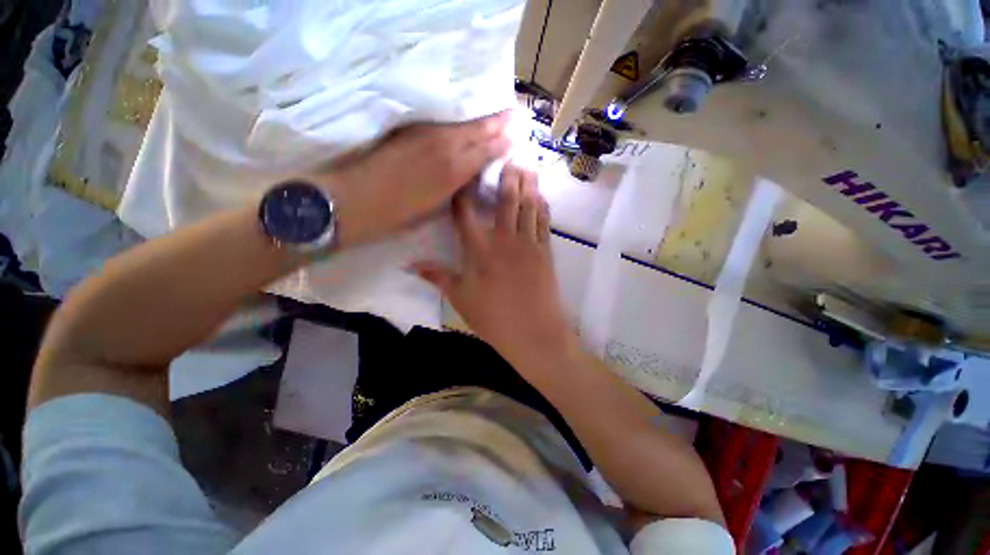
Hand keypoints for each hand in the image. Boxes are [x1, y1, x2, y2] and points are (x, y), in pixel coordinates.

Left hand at [317, 112, 510, 247]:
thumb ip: (454, 189)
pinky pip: (442, 121)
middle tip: (513, 113)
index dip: (501, 142)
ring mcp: (426, 134)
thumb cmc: (397, 214)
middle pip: (477, 129)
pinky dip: (458, 120)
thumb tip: (467, 178)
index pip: (485, 150)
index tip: (515, 134)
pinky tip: (463, 121)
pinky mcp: (409, 130)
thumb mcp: (434, 208)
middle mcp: (444, 146)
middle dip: (496, 122)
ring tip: (495, 115)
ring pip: (460, 122)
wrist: (354, 199)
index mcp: (454, 170)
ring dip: (479, 118)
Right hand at [414, 165, 574, 366]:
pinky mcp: (546, 253)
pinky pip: (544, 224)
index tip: (461, 176)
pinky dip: (543, 208)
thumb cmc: (494, 318)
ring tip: (527, 167)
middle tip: (508, 157)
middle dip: (506, 178)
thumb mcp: (461, 299)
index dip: (462, 194)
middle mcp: (505, 241)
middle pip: (505, 202)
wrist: (533, 333)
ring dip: (528, 186)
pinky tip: (542, 197)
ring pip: (528, 207)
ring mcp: (529, 245)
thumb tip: (410, 264)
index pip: (466, 215)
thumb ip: (437, 277)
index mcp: (480, 251)